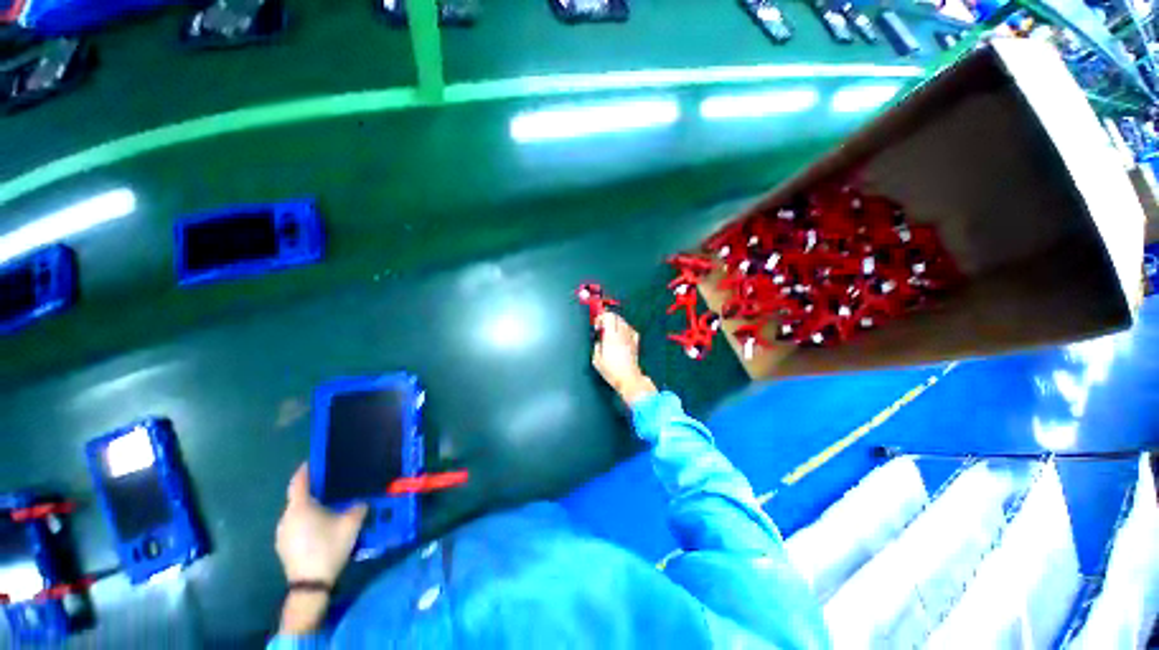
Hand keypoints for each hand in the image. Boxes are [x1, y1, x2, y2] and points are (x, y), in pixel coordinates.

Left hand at [276, 463, 367, 585]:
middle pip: (298, 498)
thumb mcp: (351, 524)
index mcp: (300, 507)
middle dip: (313, 491)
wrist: (310, 584)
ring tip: (328, 509)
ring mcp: (282, 533)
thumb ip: (357, 507)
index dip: (305, 470)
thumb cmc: (329, 547)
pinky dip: (306, 522)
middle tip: (331, 488)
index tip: (313, 462)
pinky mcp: (283, 547)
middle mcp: (287, 517)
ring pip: (296, 513)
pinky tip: (320, 530)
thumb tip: (359, 501)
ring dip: (310, 509)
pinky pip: (295, 526)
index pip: (299, 482)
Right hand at [592, 313, 656, 405]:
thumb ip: (596, 348)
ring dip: (616, 323)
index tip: (597, 326)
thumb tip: (598, 342)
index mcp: (611, 337)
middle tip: (603, 327)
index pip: (608, 317)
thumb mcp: (597, 360)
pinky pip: (631, 330)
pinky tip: (623, 335)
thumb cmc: (612, 371)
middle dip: (608, 319)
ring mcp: (630, 338)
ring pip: (624, 322)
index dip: (601, 318)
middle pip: (616, 317)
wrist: (628, 378)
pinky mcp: (635, 343)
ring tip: (611, 332)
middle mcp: (621, 334)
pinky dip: (626, 329)